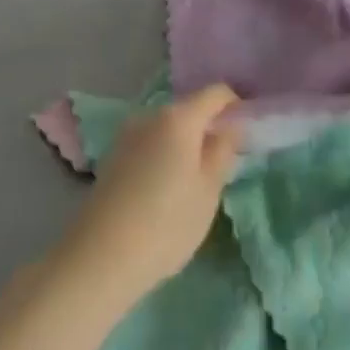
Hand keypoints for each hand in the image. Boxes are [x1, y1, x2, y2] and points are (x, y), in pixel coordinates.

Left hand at [58, 85, 241, 305]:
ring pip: (168, 128)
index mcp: (178, 117)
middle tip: (225, 163)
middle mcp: (150, 115)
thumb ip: (223, 151)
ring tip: (196, 181)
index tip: (248, 133)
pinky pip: (150, 144)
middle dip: (210, 128)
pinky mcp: (113, 156)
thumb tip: (230, 127)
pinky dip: (165, 155)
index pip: (216, 93)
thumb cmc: (167, 223)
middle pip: (190, 109)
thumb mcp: (209, 190)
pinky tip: (167, 189)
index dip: (236, 106)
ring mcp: (127, 135)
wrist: (101, 257)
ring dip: (186, 143)